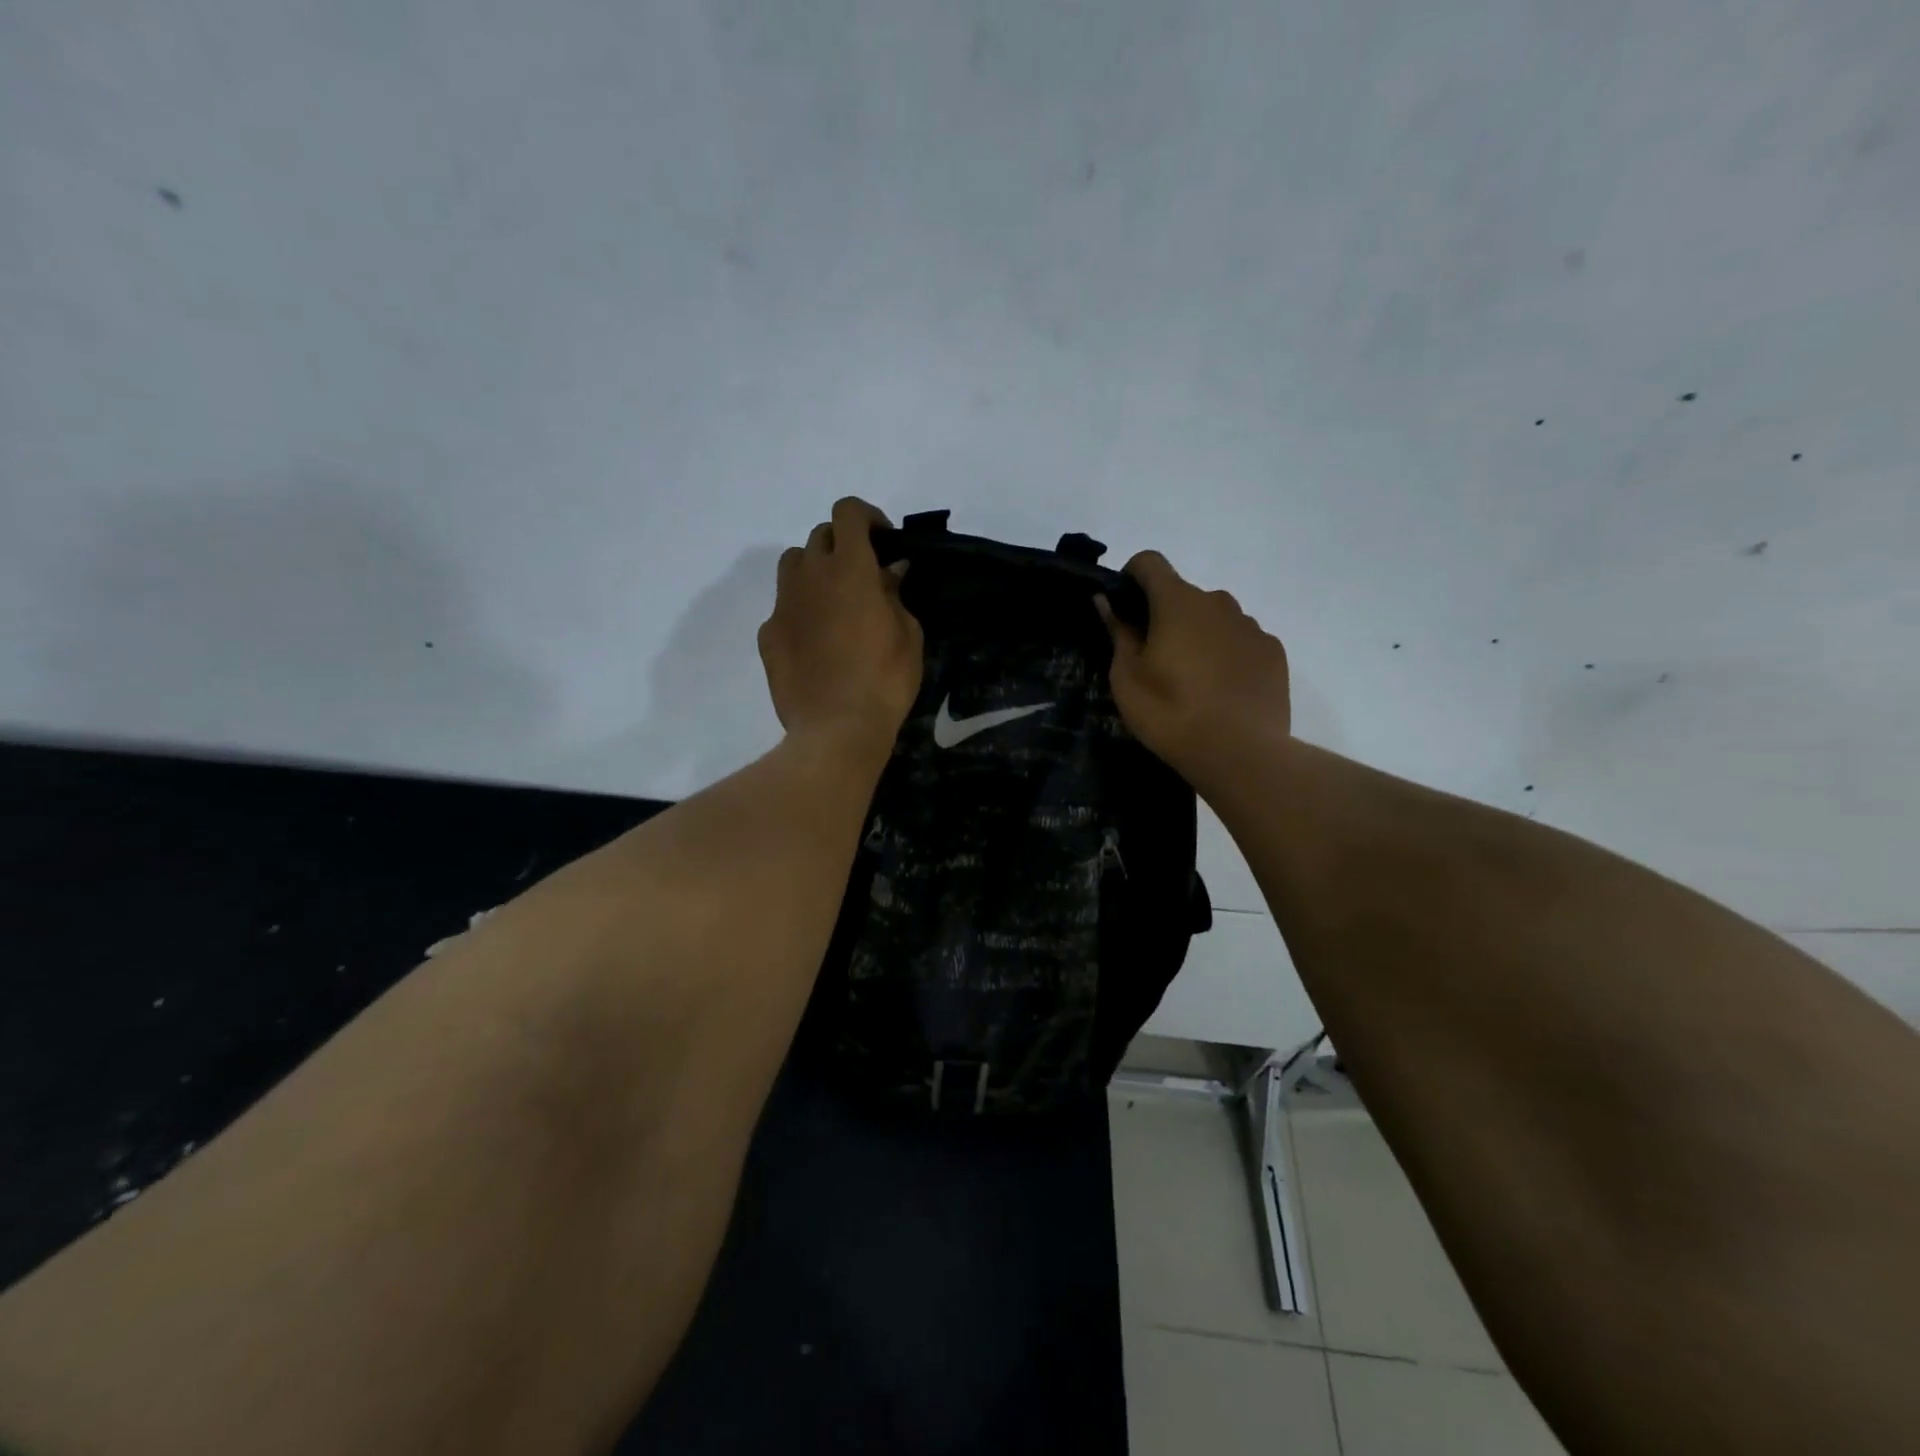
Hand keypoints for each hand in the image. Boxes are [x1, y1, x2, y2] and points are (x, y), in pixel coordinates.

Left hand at [759, 497, 922, 757]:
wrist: (836, 730)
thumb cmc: (885, 680)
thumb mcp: (908, 635)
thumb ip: (896, 595)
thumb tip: (890, 572)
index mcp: (849, 569)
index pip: (847, 512)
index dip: (867, 517)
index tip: (884, 541)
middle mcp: (810, 576)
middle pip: (819, 536)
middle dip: (843, 545)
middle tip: (864, 576)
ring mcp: (783, 605)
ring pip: (793, 564)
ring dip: (815, 570)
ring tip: (834, 601)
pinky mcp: (768, 635)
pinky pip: (783, 607)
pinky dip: (801, 610)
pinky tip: (816, 641)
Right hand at [1097, 551, 1290, 772]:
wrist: (1240, 753)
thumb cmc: (1170, 712)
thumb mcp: (1127, 678)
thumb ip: (1118, 632)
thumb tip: (1107, 601)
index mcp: (1178, 602)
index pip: (1150, 562)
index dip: (1132, 576)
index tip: (1125, 608)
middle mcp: (1219, 602)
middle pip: (1184, 595)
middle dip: (1166, 616)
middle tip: (1155, 660)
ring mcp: (1251, 626)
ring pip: (1215, 619)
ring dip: (1200, 635)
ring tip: (1192, 681)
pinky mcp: (1274, 652)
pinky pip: (1242, 641)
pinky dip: (1228, 655)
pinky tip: (1222, 692)